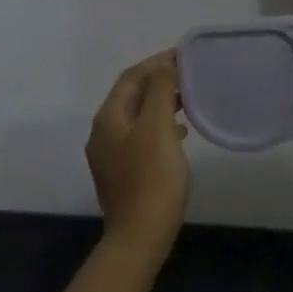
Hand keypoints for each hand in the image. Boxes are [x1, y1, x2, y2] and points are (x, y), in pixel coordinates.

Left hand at [86, 51, 190, 262]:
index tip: (184, 55)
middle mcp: (103, 132)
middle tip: (189, 75)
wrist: (139, 236)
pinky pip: (141, 137)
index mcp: (108, 118)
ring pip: (137, 116)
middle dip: (159, 81)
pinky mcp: (123, 173)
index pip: (131, 77)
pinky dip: (160, 126)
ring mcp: (110, 155)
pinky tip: (180, 134)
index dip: (156, 62)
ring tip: (188, 100)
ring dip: (161, 103)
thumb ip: (159, 90)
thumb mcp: (158, 127)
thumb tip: (164, 65)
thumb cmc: (152, 177)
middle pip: (131, 95)